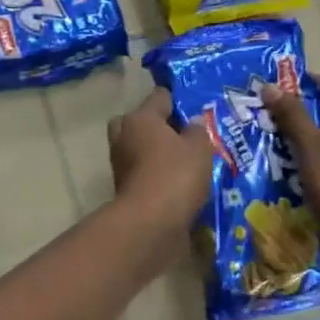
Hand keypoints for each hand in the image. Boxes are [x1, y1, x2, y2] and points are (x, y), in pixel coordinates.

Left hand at [108, 90, 218, 236]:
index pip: (160, 96)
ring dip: (157, 153)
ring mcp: (121, 163)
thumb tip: (193, 122)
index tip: (196, 110)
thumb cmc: (175, 175)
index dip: (178, 100)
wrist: (150, 223)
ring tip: (187, 161)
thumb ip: (198, 131)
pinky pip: (143, 172)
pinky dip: (156, 174)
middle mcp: (124, 135)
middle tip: (184, 136)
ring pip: (139, 148)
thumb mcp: (199, 148)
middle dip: (159, 126)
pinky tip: (178, 182)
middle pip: (141, 121)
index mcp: (140, 118)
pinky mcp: (124, 188)